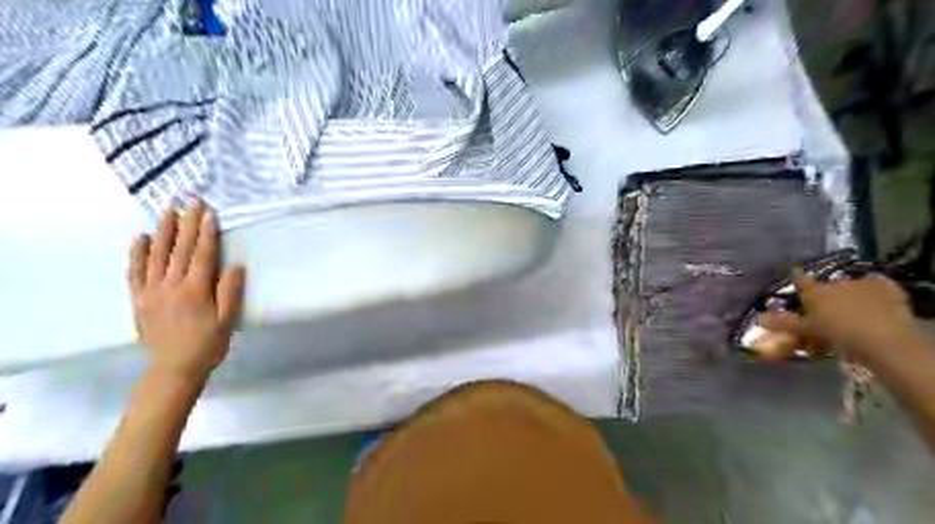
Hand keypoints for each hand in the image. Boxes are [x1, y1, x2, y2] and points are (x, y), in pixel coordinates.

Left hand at [132, 202, 247, 380]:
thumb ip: (230, 292)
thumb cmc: (207, 344)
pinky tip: (140, 238)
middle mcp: (171, 285)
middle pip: (180, 249)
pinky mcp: (139, 299)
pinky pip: (135, 272)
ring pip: (157, 255)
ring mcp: (151, 291)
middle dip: (187, 223)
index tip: (209, 212)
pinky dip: (137, 253)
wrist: (174, 369)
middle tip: (190, 201)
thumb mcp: (227, 320)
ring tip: (167, 210)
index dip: (206, 232)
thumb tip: (234, 266)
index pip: (202, 254)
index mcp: (195, 290)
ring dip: (163, 231)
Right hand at [760, 271, 917, 365]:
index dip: (796, 276)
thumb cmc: (838, 335)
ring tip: (858, 309)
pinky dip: (876, 291)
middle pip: (828, 287)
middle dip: (829, 295)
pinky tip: (879, 300)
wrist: (883, 338)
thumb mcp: (809, 331)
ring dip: (852, 294)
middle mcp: (834, 283)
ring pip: (852, 286)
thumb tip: (759, 319)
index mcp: (815, 293)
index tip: (792, 270)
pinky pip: (878, 285)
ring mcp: (860, 283)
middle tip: (833, 310)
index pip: (800, 280)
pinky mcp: (885, 287)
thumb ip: (784, 323)